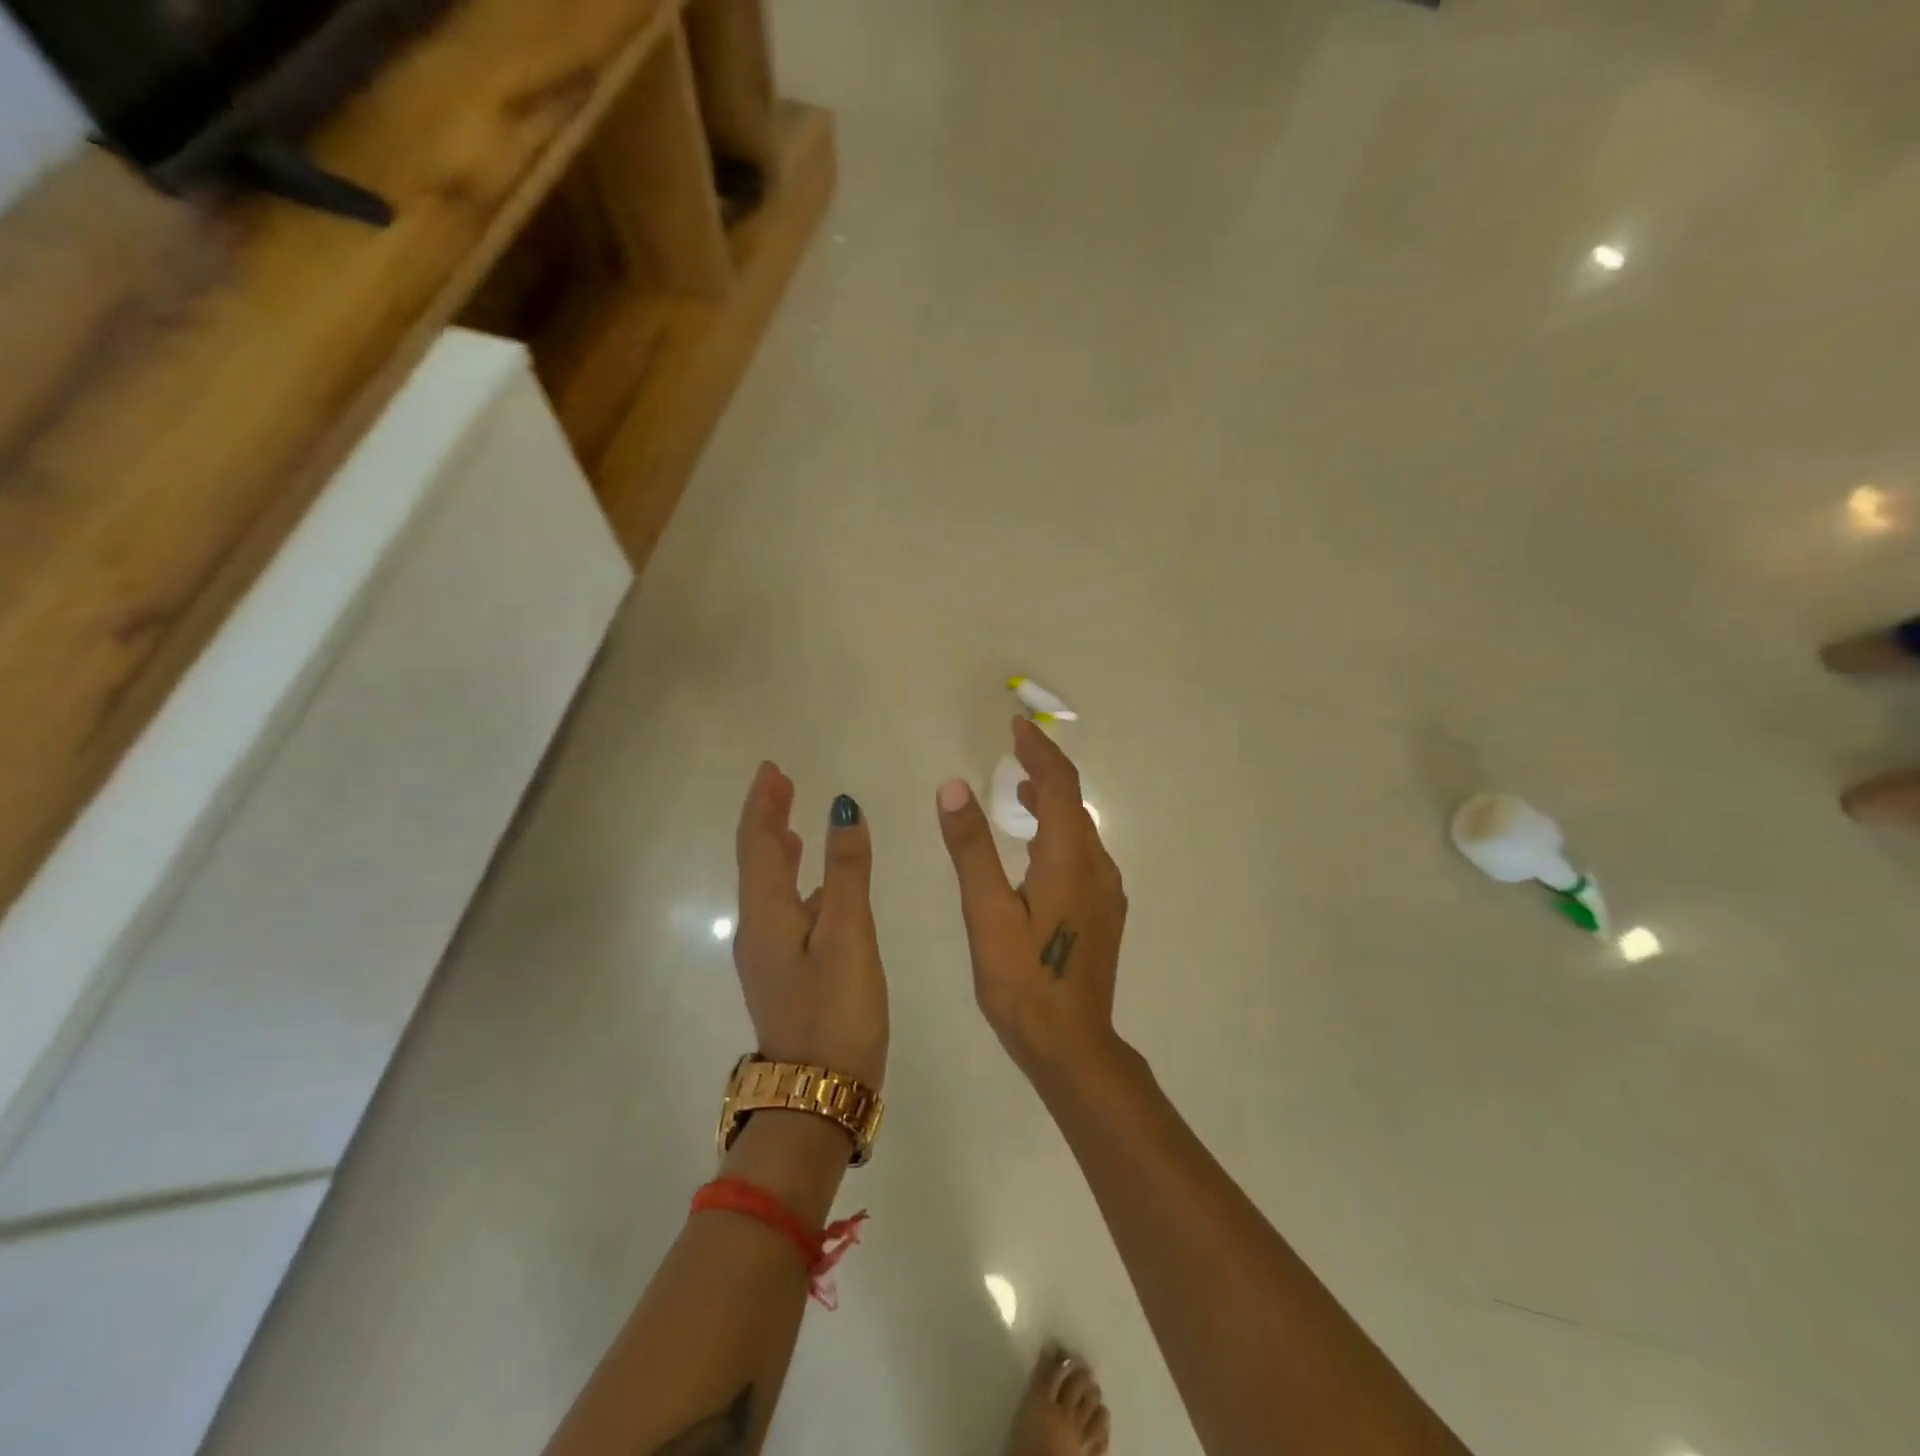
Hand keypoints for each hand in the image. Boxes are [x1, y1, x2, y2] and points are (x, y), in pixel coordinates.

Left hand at [733, 763, 888, 1088]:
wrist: (817, 1096)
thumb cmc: (835, 1011)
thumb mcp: (848, 934)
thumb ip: (847, 872)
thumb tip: (844, 808)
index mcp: (766, 915)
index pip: (756, 843)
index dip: (762, 803)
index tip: (773, 769)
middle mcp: (757, 931)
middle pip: (756, 862)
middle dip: (766, 820)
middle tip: (783, 785)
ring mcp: (768, 956)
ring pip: (768, 888)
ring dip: (777, 851)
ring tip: (792, 825)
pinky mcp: (784, 975)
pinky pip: (783, 912)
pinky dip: (795, 884)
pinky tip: (817, 888)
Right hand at [936, 718, 1127, 1080]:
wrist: (1072, 1046)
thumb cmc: (1023, 981)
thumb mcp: (987, 912)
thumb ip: (971, 847)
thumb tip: (953, 785)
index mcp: (1070, 858)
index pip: (1060, 785)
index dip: (1038, 750)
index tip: (1015, 725)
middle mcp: (1097, 866)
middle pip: (1074, 801)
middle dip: (1044, 769)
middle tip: (1012, 749)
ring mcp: (1105, 891)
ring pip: (1079, 828)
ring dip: (1051, 801)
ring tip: (1018, 788)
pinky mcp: (1103, 911)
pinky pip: (1081, 852)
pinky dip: (1058, 831)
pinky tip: (1035, 845)